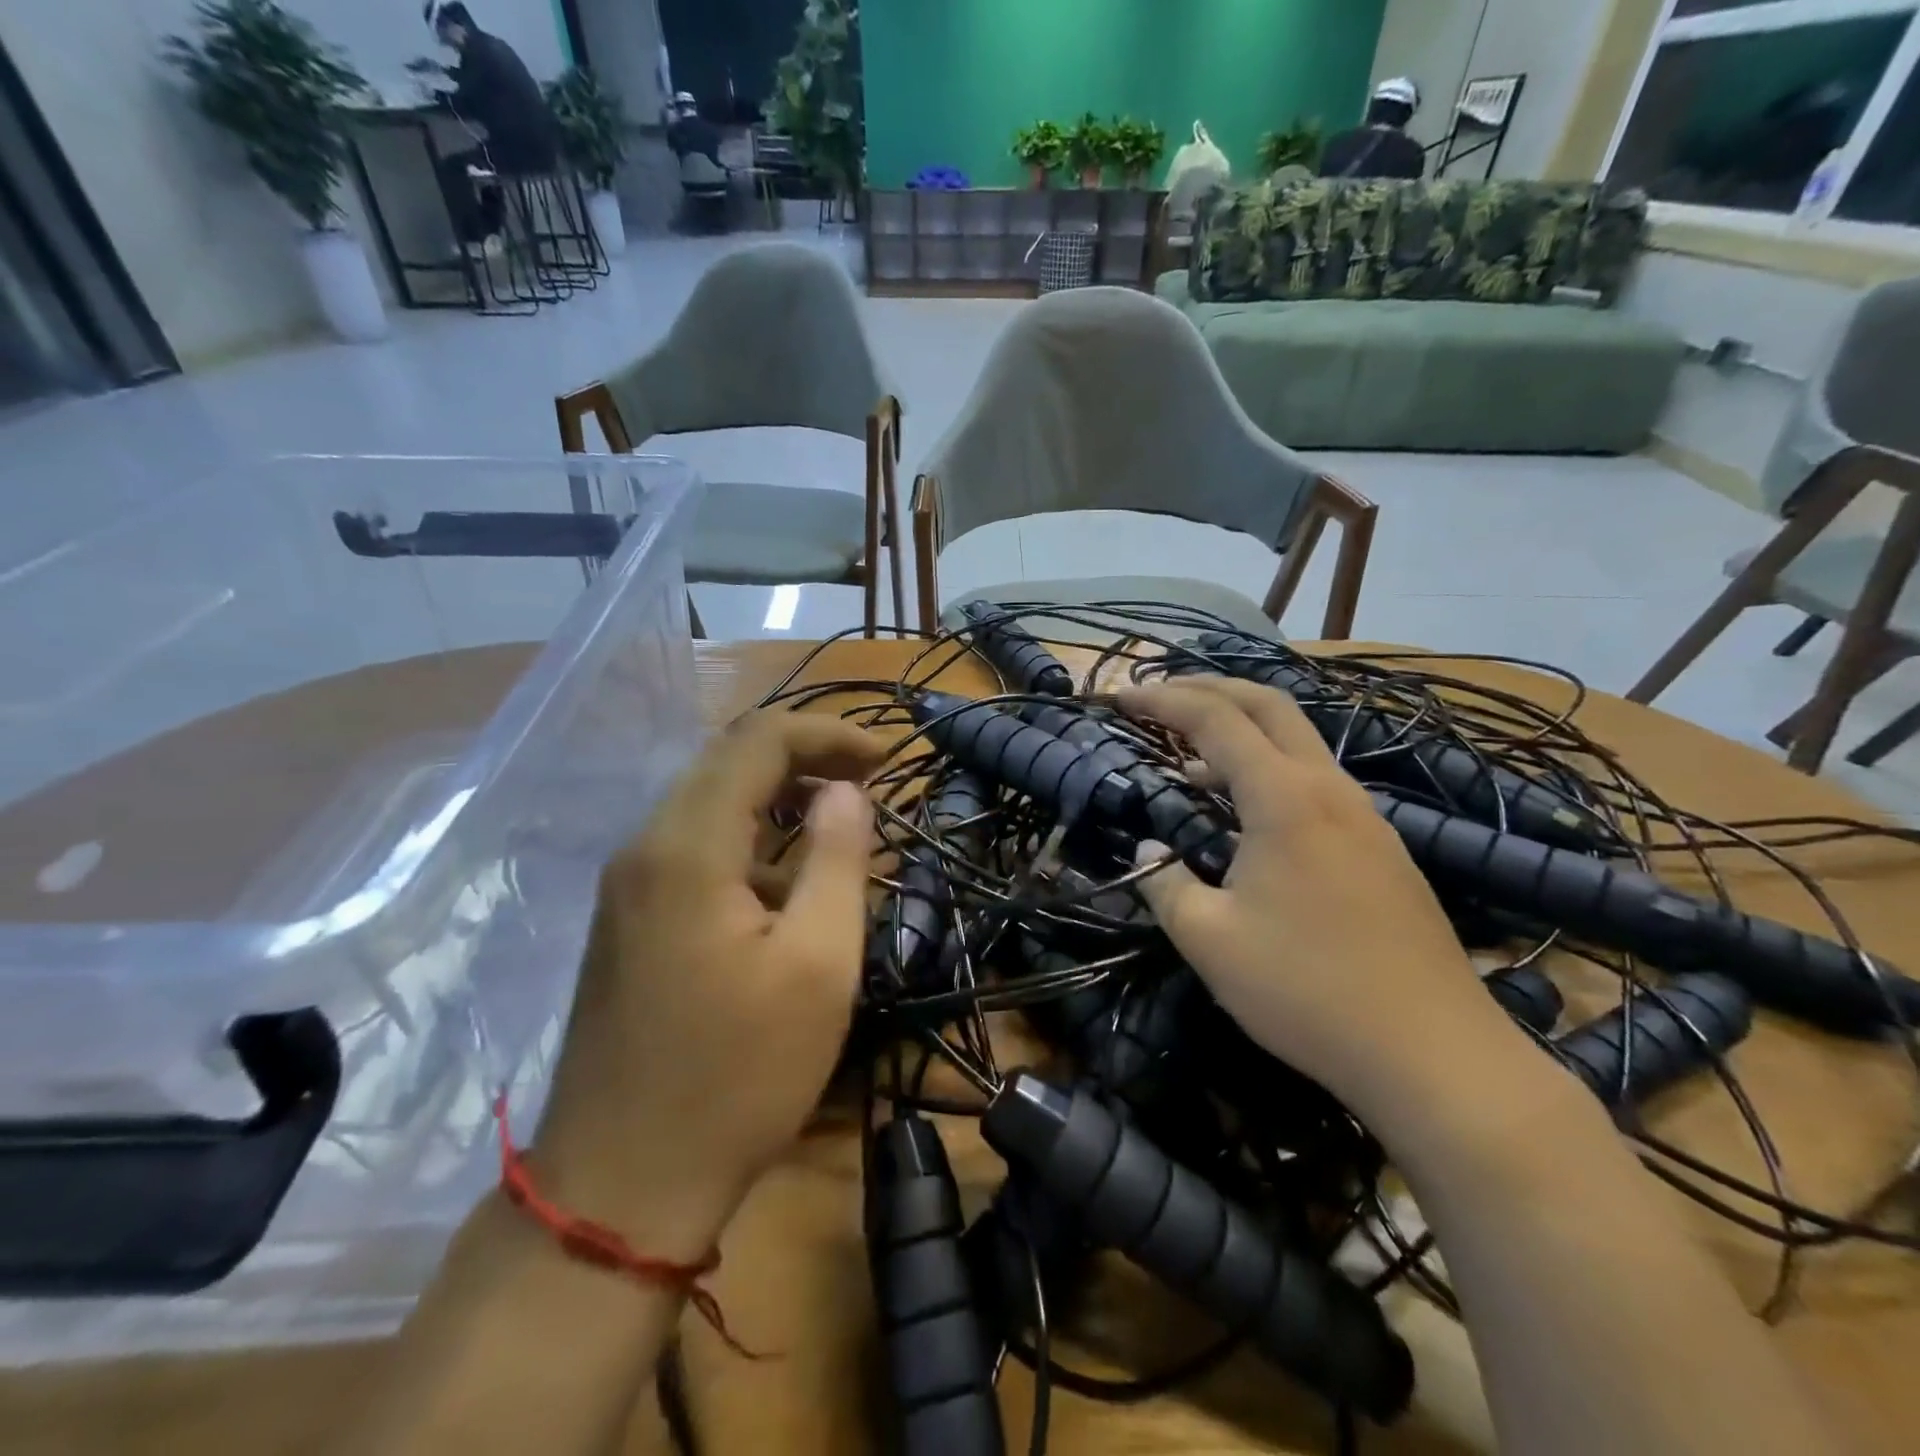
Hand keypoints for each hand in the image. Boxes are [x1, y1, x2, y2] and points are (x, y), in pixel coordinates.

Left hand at [531, 712, 882, 1257]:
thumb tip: (845, 791)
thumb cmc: (737, 1076)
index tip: (888, 760)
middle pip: (728, 761)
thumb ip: (837, 860)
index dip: (829, 735)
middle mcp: (645, 847)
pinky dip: (750, 840)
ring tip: (841, 825)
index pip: (758, 741)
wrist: (621, 1186)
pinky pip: (695, 848)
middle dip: (805, 757)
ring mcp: (628, 885)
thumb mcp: (817, 965)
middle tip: (870, 783)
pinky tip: (788, 882)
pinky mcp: (628, 920)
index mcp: (687, 847)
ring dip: (778, 798)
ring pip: (710, 803)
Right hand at [1120, 676, 1519, 1115]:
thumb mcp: (1209, 941)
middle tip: (1158, 695)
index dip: (1162, 701)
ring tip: (1189, 756)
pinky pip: (1314, 779)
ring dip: (1240, 729)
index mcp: (1284, 798)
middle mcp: (1328, 788)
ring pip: (1297, 740)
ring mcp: (1363, 815)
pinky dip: (1268, 768)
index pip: (1214, 720)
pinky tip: (1246, 812)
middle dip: (1207, 688)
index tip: (1120, 698)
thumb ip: (1164, 884)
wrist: (1433, 1053)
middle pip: (1267, 704)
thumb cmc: (1307, 990)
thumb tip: (1148, 851)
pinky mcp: (1381, 846)